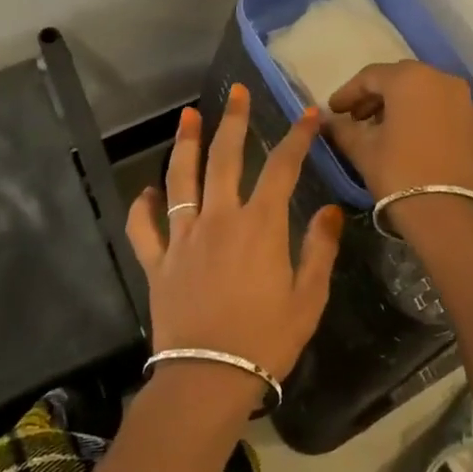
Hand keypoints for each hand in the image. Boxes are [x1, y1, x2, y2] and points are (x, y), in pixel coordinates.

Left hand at [126, 83, 343, 391]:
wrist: (208, 379)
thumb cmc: (266, 340)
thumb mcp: (309, 298)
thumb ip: (320, 249)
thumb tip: (329, 209)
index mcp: (261, 226)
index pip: (282, 168)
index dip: (297, 137)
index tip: (308, 113)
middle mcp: (220, 220)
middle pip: (225, 159)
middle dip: (233, 121)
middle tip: (236, 92)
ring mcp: (183, 238)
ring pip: (181, 180)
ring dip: (185, 145)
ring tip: (188, 117)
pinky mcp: (157, 262)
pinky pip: (145, 227)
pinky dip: (143, 205)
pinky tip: (148, 190)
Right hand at [324, 61, 472, 200]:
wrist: (448, 213)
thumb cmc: (398, 172)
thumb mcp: (363, 149)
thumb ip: (342, 128)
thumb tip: (328, 121)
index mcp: (411, 78)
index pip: (370, 76)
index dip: (348, 93)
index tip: (334, 110)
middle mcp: (442, 80)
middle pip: (401, 80)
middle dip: (376, 97)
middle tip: (356, 118)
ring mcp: (465, 102)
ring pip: (426, 94)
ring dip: (402, 106)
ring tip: (383, 130)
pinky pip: (444, 112)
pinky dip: (425, 118)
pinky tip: (412, 140)